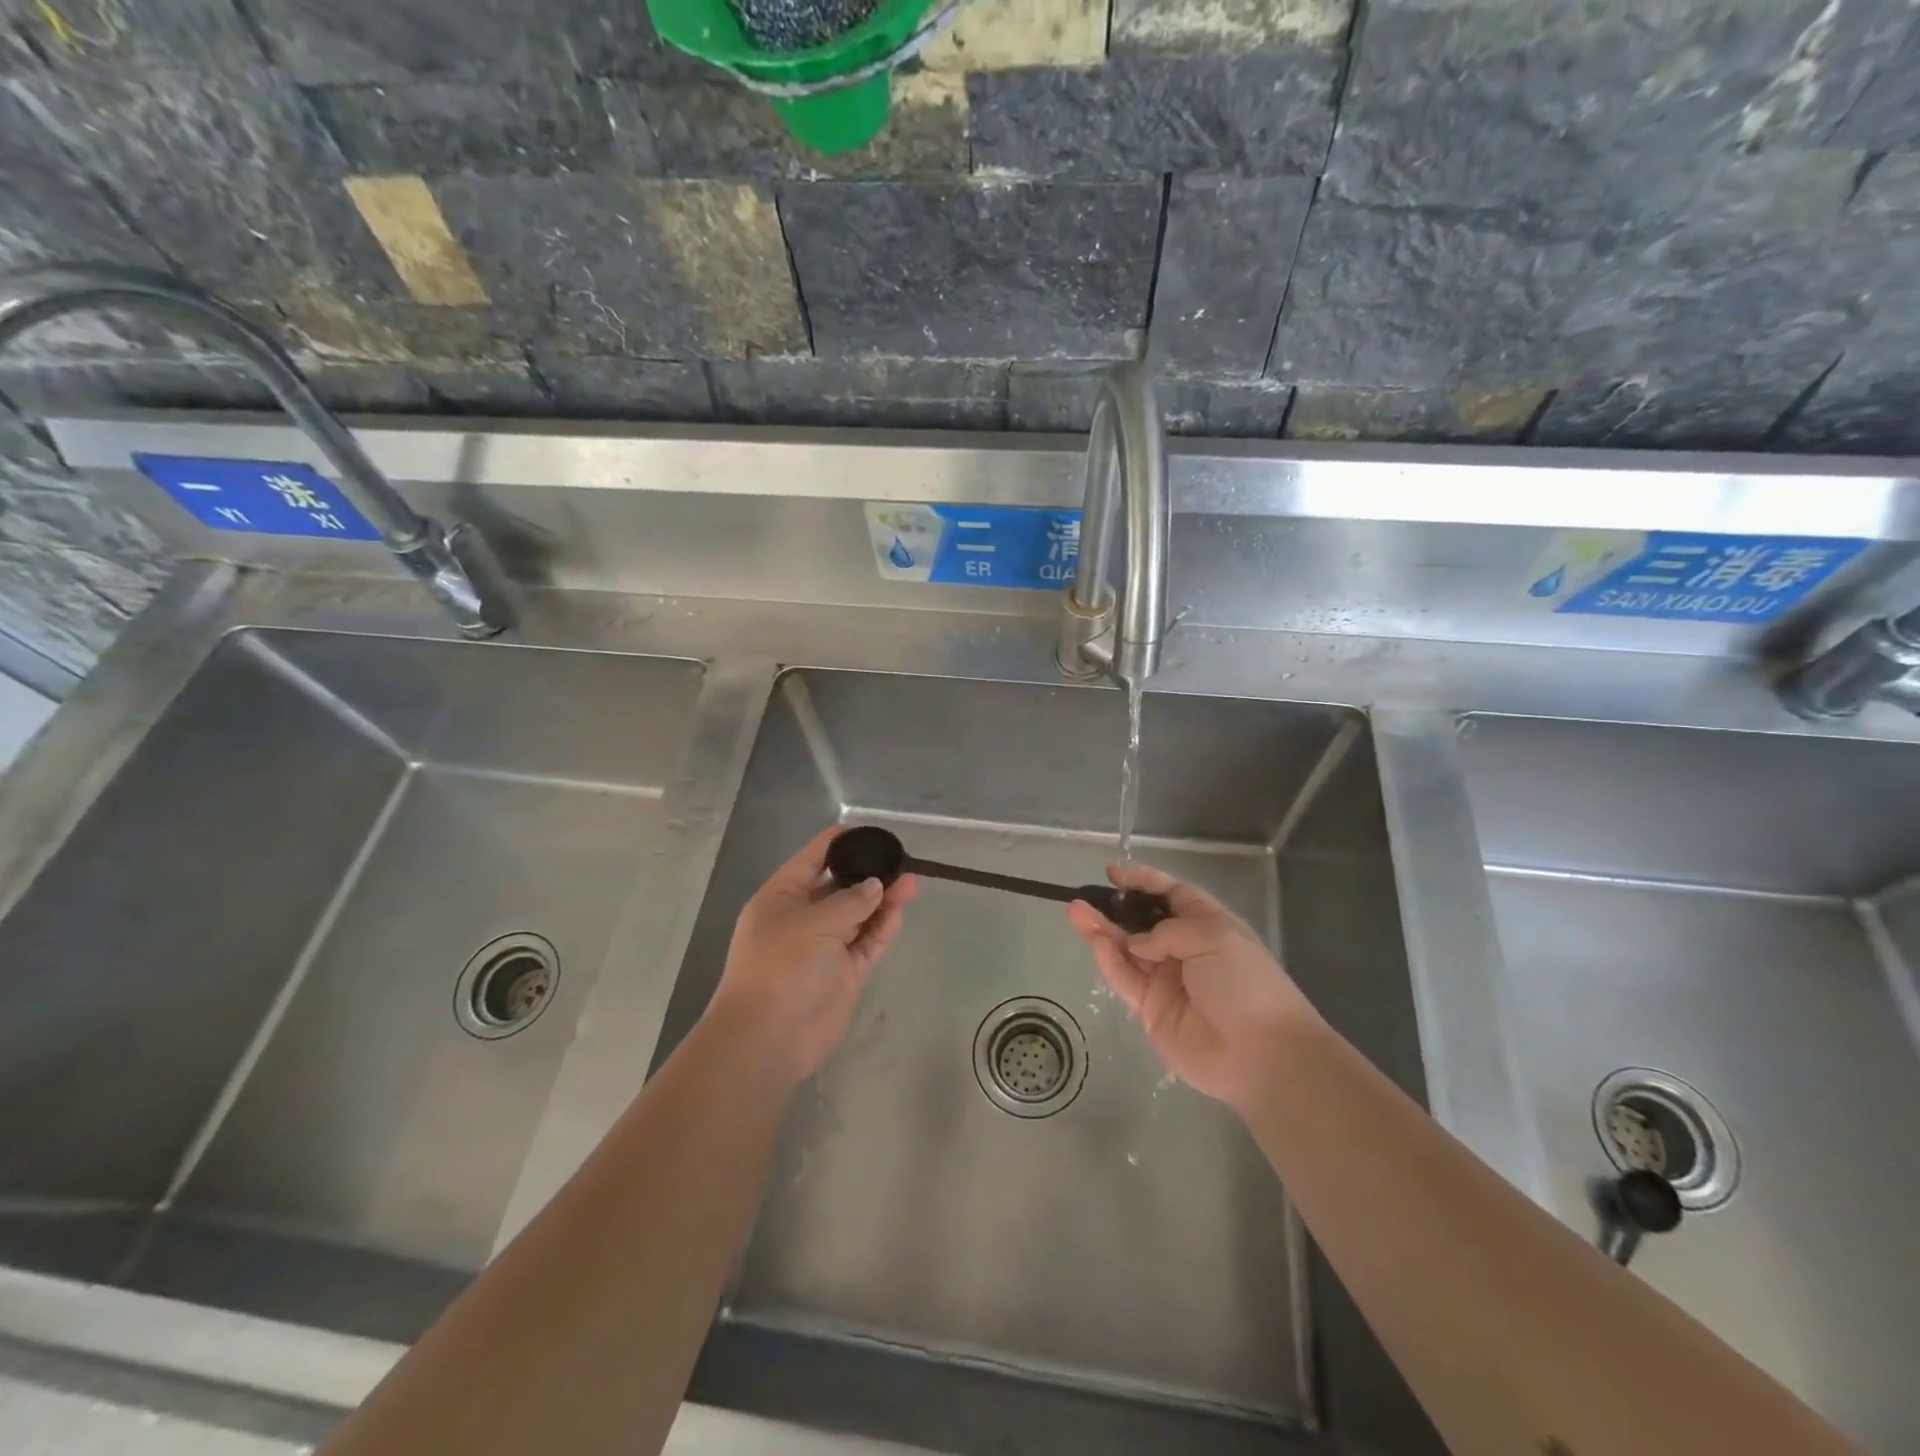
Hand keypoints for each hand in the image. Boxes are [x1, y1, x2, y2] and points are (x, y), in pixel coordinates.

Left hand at [705, 826, 917, 1086]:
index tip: (870, 832)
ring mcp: (826, 947)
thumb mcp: (813, 923)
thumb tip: (876, 886)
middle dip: (868, 872)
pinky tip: (902, 906)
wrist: (768, 1039)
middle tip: (900, 859)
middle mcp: (803, 918)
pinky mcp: (845, 972)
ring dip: (883, 898)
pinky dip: (884, 924)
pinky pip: (868, 941)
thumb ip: (850, 901)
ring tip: (912, 880)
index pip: (812, 859)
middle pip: (840, 886)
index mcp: (782, 898)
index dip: (839, 842)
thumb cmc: (780, 968)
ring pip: (859, 914)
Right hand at [1067, 863, 1319, 1111]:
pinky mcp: (1150, 1010)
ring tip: (1076, 912)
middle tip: (1084, 896)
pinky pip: (1125, 979)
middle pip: (1142, 922)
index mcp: (1208, 927)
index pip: (1172, 895)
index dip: (1144, 882)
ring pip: (1127, 950)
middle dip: (1115, 908)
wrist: (1261, 1054)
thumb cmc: (1245, 983)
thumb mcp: (1214, 938)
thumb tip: (1136, 942)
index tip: (1114, 872)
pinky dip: (1109, 961)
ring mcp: (1166, 981)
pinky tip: (1096, 942)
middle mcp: (1184, 950)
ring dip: (1102, 930)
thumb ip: (1166, 932)